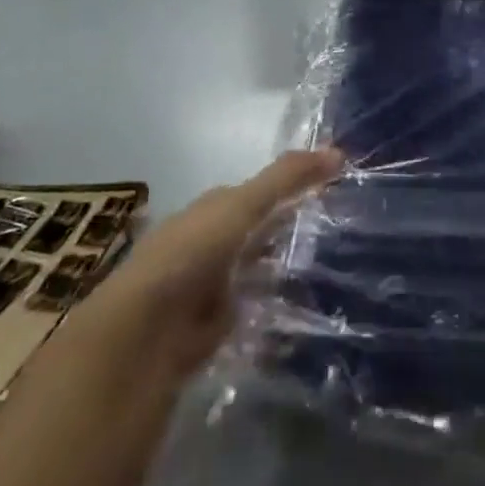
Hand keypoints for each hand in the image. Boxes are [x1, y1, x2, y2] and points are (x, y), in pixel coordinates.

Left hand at [63, 148, 343, 385]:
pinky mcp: (213, 327)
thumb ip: (287, 179)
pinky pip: (254, 310)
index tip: (332, 189)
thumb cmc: (191, 254)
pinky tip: (304, 310)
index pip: (256, 192)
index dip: (291, 187)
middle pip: (257, 231)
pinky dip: (274, 308)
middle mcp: (208, 243)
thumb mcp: (243, 206)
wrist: (144, 334)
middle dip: (289, 230)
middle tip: (339, 232)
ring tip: (332, 271)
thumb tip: (338, 152)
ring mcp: (209, 286)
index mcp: (210, 209)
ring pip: (257, 270)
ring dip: (283, 270)